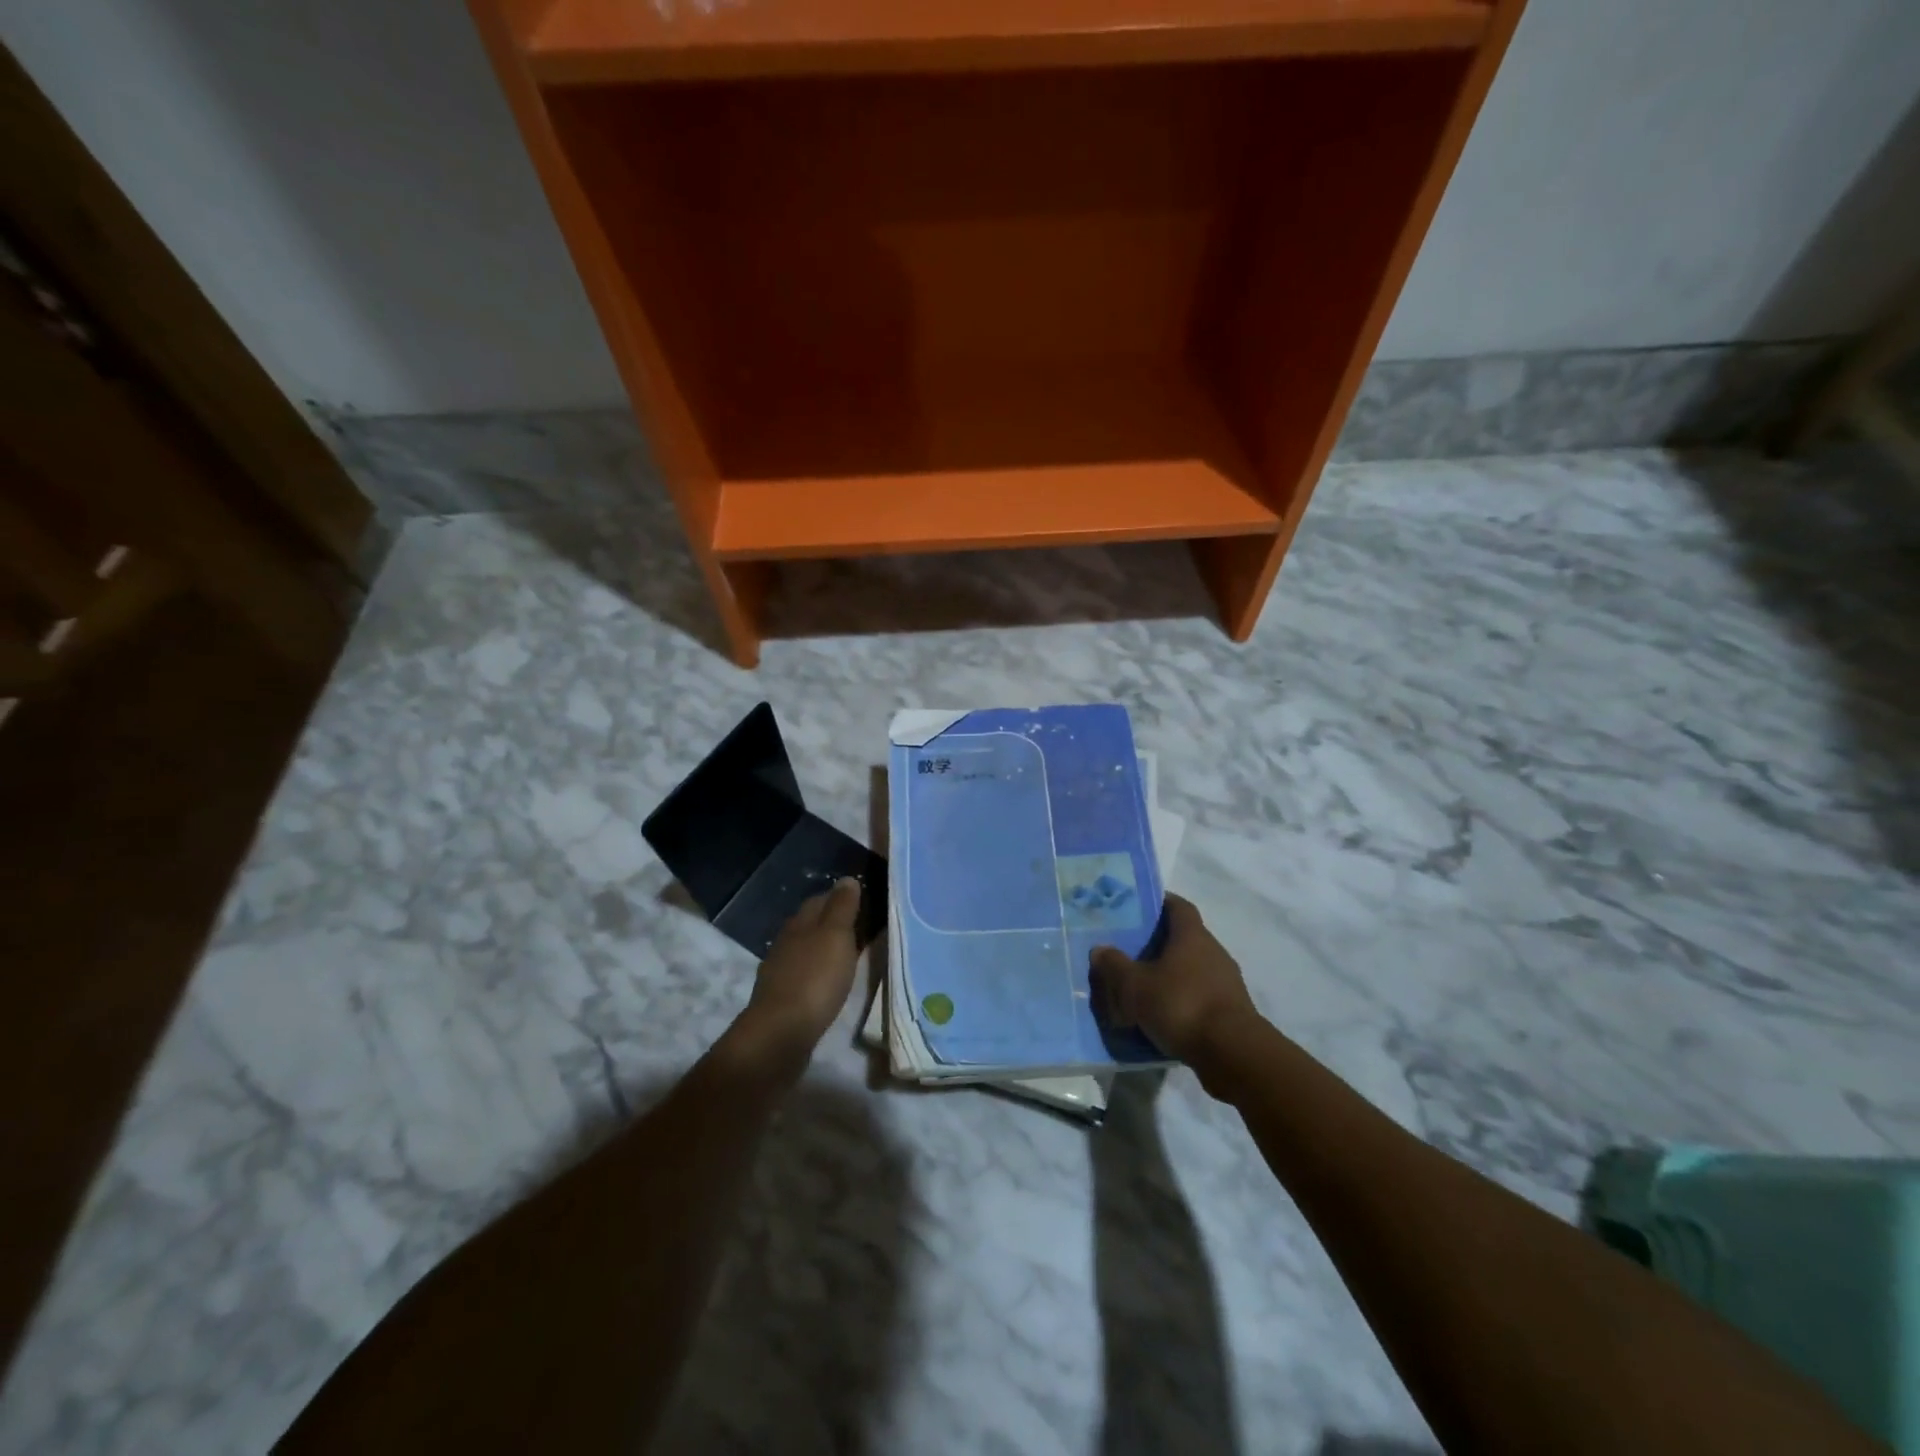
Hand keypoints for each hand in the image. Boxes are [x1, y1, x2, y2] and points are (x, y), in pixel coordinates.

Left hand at [732, 877, 863, 1070]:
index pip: (821, 899)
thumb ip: (842, 907)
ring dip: (826, 948)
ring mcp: (781, 970)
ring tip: (851, 954)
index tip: (865, 901)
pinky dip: (819, 972)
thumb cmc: (815, 979)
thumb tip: (846, 878)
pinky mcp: (782, 997)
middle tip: (863, 928)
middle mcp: (787, 941)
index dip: (841, 897)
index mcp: (800, 922)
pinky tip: (830, 981)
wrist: (781, 1034)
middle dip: (834, 922)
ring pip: (807, 949)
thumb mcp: (836, 936)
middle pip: (812, 923)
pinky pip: (805, 974)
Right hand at [1091, 894, 1260, 1066]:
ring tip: (1144, 989)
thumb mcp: (1136, 986)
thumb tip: (1100, 949)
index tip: (1139, 908)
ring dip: (1171, 975)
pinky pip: (1201, 995)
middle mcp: (1214, 951)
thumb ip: (1115, 966)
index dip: (1160, 903)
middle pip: (1184, 938)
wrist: (1233, 1053)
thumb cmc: (1181, 1005)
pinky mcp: (1232, 1010)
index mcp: (1192, 935)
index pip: (1178, 906)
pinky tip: (1164, 1017)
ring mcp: (1227, 981)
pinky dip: (1183, 1000)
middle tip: (1131, 952)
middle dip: (1159, 944)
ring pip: (1193, 969)